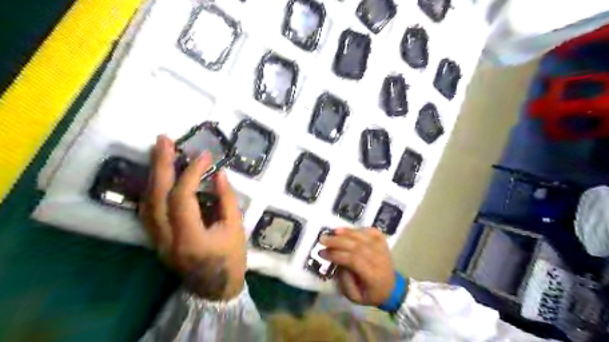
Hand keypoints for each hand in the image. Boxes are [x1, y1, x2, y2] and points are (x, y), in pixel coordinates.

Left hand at [140, 135, 246, 300]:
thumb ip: (226, 199)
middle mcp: (167, 238)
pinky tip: (158, 175)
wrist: (214, 287)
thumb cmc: (230, 258)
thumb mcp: (236, 228)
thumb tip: (218, 173)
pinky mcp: (156, 239)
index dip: (192, 172)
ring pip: (146, 202)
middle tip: (163, 139)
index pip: (182, 197)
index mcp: (190, 237)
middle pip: (156, 196)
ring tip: (159, 151)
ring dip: (153, 174)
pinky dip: (152, 189)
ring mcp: (157, 240)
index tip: (205, 155)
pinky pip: (147, 210)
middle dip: (160, 165)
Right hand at [321, 228, 397, 305]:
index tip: (322, 253)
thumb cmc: (370, 294)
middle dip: (337, 241)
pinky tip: (347, 230)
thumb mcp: (355, 297)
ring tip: (332, 231)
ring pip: (363, 236)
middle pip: (357, 245)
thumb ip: (345, 281)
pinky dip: (358, 229)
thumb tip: (338, 263)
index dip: (337, 255)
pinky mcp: (383, 242)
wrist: (391, 288)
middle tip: (322, 239)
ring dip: (346, 232)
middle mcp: (379, 259)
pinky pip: (370, 231)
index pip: (353, 260)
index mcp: (373, 275)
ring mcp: (382, 248)